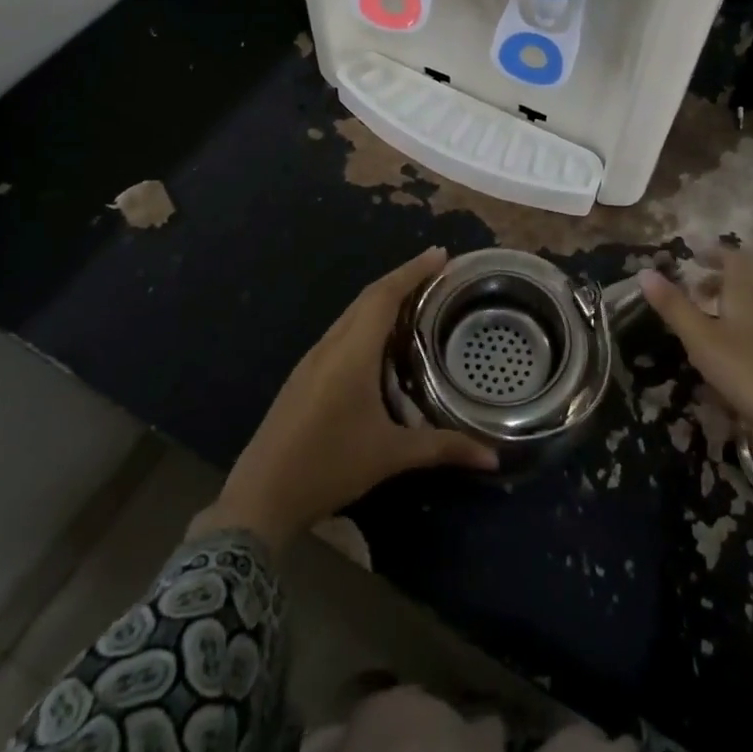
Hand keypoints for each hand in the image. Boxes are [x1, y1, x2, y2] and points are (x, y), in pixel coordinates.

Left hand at [204, 247, 497, 550]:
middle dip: (402, 278)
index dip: (413, 271)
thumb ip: (442, 448)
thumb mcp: (390, 456)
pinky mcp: (304, 375)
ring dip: (383, 299)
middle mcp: (330, 346)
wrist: (259, 498)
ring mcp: (312, 360)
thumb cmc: (329, 466)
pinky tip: (381, 340)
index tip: (440, 253)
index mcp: (351, 352)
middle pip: (368, 297)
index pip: (384, 296)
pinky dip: (367, 321)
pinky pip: (341, 332)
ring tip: (416, 298)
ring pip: (352, 314)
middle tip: (437, 271)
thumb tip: (493, 456)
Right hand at [639, 248, 752, 484]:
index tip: (693, 255)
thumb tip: (644, 271)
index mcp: (744, 298)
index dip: (715, 252)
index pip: (734, 260)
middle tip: (690, 290)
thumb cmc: (748, 371)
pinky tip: (717, 359)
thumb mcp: (702, 339)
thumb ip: (675, 307)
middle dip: (715, 282)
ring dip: (721, 310)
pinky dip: (729, 335)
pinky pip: (749, 337)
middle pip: (741, 285)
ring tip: (697, 324)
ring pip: (745, 312)